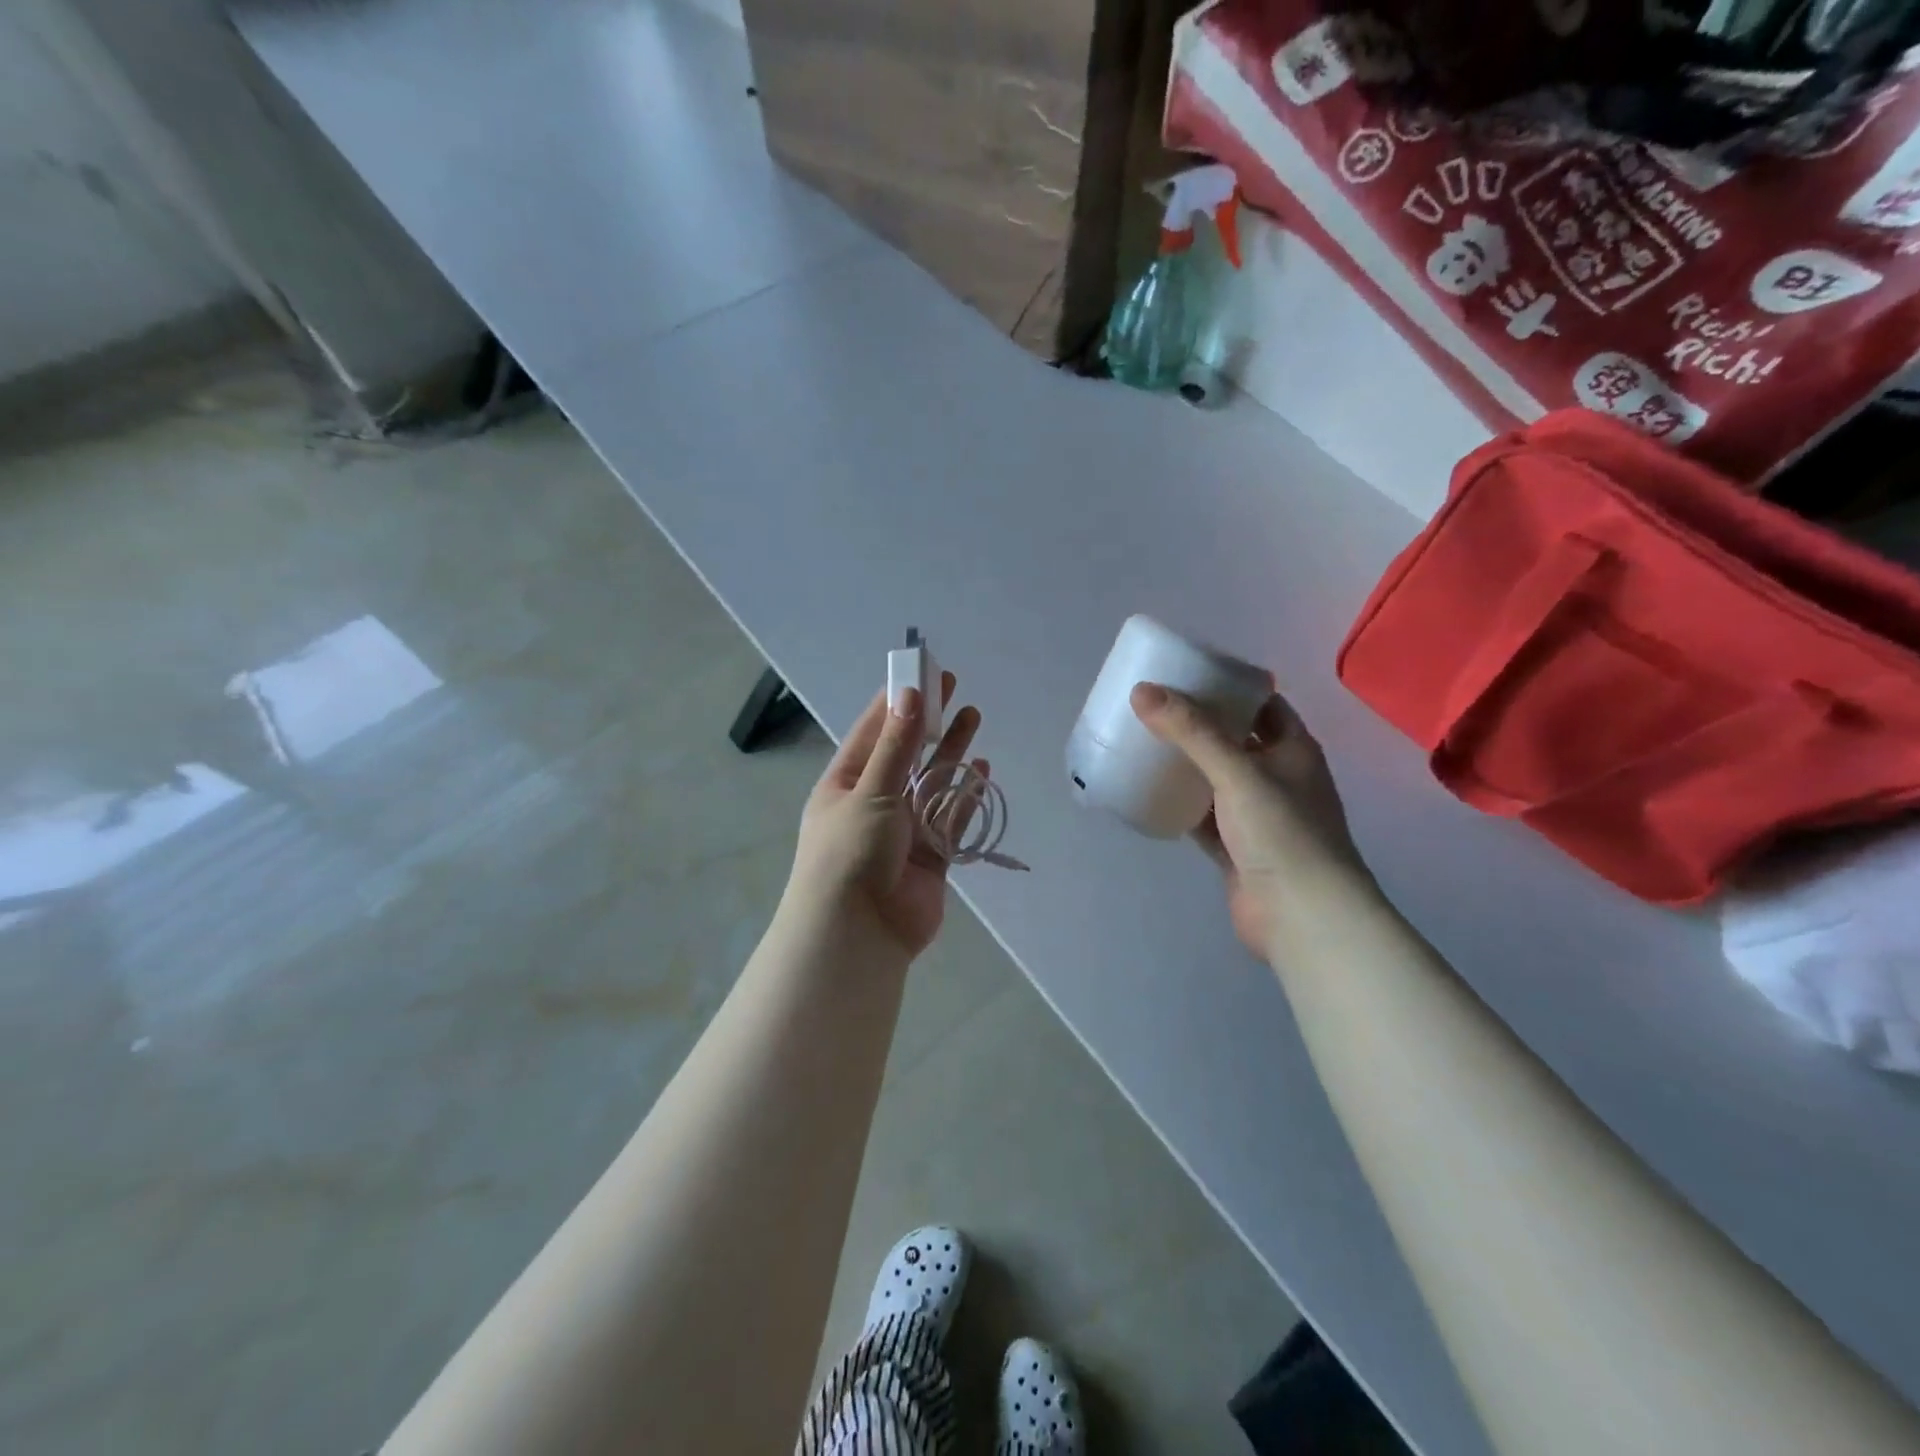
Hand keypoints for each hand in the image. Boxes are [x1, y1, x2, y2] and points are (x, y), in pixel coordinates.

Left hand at [785, 673, 984, 958]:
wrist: (859, 933)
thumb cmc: (851, 853)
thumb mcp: (870, 791)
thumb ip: (896, 747)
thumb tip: (908, 695)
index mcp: (844, 784)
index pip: (872, 732)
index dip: (896, 702)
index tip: (921, 674)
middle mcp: (872, 802)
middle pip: (905, 753)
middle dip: (927, 721)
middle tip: (952, 686)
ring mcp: (903, 830)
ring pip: (932, 782)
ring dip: (950, 752)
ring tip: (973, 716)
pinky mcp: (931, 855)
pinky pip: (951, 817)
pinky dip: (966, 794)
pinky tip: (982, 769)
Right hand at [1131, 681, 1374, 956]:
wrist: (1302, 916)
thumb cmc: (1282, 832)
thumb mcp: (1237, 771)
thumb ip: (1191, 731)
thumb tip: (1141, 690)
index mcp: (1292, 748)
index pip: (1262, 702)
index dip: (1229, 685)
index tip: (1186, 672)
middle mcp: (1277, 775)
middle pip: (1233, 738)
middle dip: (1197, 723)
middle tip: (1152, 706)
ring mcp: (1256, 814)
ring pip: (1214, 777)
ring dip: (1185, 763)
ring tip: (1141, 741)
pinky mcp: (1235, 846)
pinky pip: (1201, 814)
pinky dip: (1179, 803)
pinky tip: (1147, 791)